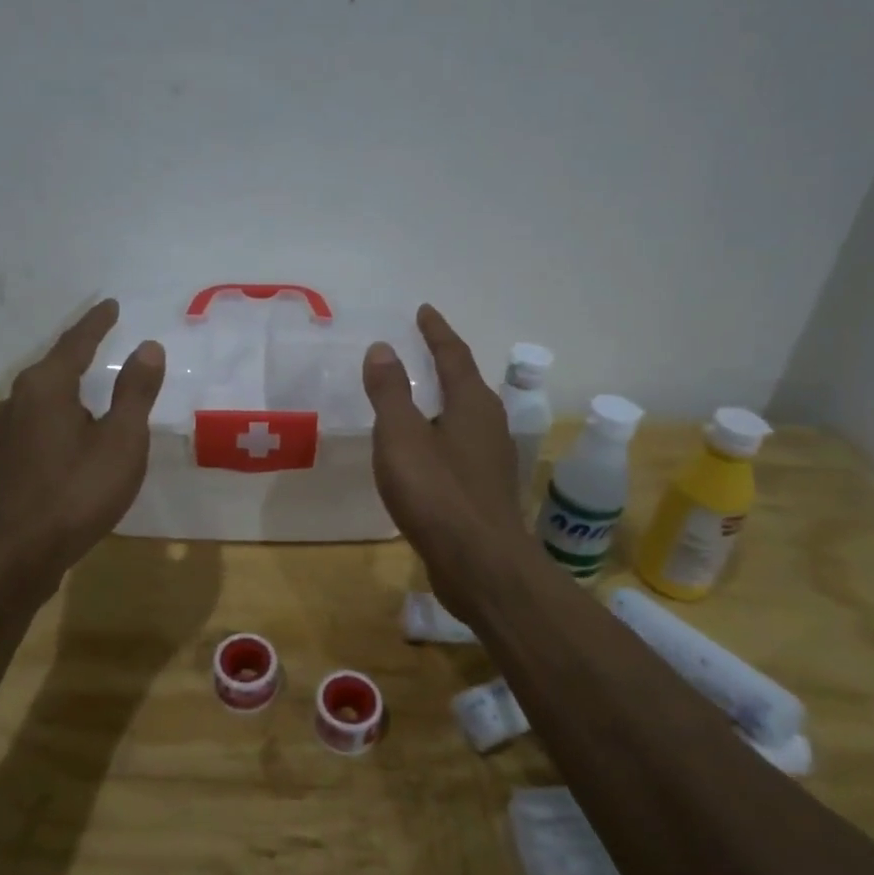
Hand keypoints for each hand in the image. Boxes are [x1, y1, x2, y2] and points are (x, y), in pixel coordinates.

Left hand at [0, 299, 165, 590]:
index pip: (77, 342)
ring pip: (43, 397)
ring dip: (68, 389)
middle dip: (80, 354)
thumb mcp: (121, 441)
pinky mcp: (1, 460)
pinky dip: (59, 417)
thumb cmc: (76, 493)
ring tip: (91, 391)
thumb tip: (148, 347)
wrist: (14, 557)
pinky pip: (36, 423)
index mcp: (46, 386)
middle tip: (104, 342)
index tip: (110, 304)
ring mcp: (4, 432)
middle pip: (54, 366)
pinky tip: (70, 435)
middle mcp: (17, 400)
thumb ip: (135, 392)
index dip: (97, 322)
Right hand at [363, 305, 525, 584]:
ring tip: (421, 394)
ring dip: (444, 399)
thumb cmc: (437, 492)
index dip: (436, 331)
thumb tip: (383, 347)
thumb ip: (390, 391)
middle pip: (466, 382)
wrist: (479, 564)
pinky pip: (459, 445)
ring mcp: (491, 458)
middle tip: (422, 346)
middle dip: (445, 362)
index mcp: (472, 403)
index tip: (424, 310)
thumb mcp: (401, 435)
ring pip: (465, 415)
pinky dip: (441, 432)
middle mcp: (489, 424)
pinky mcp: (485, 489)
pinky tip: (424, 449)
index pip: (453, 354)